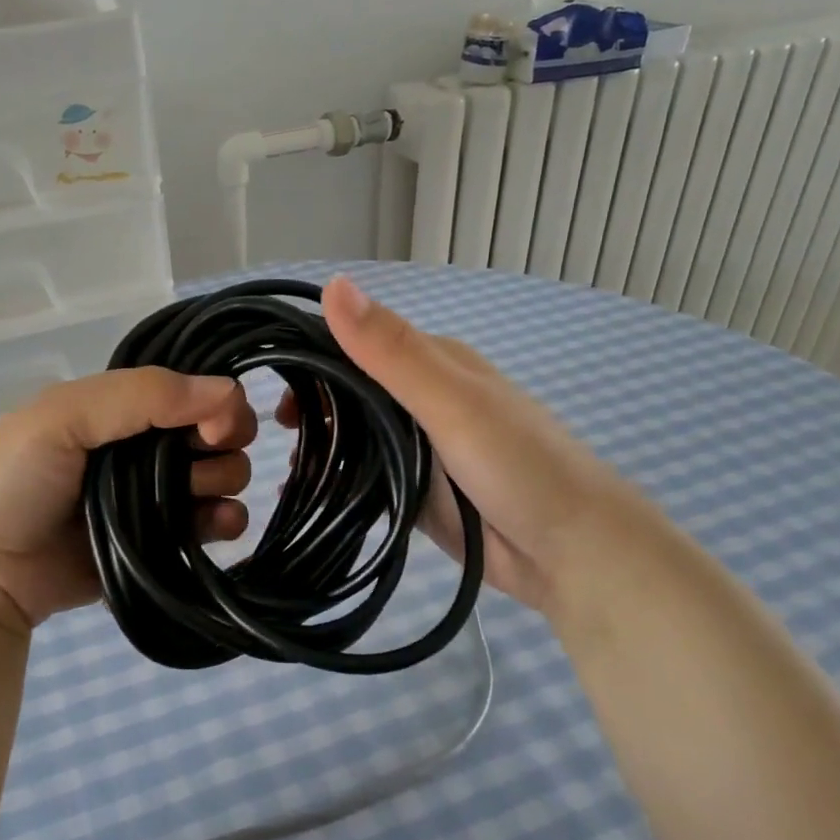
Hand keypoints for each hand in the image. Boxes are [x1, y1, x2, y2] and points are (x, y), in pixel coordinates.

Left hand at [0, 368, 257, 634]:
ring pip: (223, 476)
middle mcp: (147, 446)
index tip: (212, 429)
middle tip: (196, 462)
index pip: (194, 392)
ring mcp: (157, 496)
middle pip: (218, 434)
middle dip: (222, 445)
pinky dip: (226, 522)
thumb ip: (143, 395)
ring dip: (222, 482)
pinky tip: (217, 526)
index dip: (217, 404)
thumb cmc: (15, 481)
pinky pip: (214, 524)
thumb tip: (231, 390)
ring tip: (190, 499)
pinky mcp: (163, 542)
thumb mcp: (64, 416)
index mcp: (124, 409)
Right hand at [281, 277, 647, 616]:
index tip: (266, 381)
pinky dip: (338, 480)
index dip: (311, 355)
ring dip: (321, 444)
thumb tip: (332, 285)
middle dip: (311, 406)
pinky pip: (366, 475)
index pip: (356, 342)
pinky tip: (307, 493)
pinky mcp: (417, 489)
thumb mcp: (452, 403)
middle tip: (271, 434)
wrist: (573, 554)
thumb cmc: (520, 466)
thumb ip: (392, 351)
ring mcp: (419, 446)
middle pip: (351, 390)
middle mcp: (422, 398)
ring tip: (287, 467)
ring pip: (356, 434)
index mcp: (432, 362)